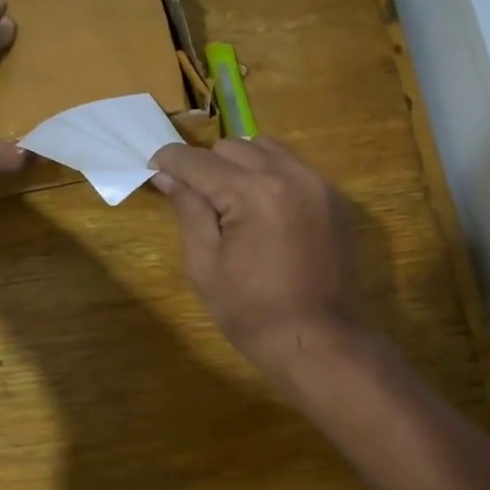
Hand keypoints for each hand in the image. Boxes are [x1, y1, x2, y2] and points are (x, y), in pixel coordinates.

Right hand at [149, 138, 362, 375]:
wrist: (322, 342)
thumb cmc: (254, 313)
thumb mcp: (206, 266)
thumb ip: (188, 211)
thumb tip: (167, 176)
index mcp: (254, 193)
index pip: (199, 161)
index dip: (170, 161)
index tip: (154, 169)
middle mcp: (290, 175)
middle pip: (232, 147)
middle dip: (206, 165)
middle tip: (194, 197)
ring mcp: (318, 184)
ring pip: (265, 148)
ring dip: (239, 163)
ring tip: (230, 199)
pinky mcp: (334, 198)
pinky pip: (293, 166)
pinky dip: (270, 174)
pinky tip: (262, 207)